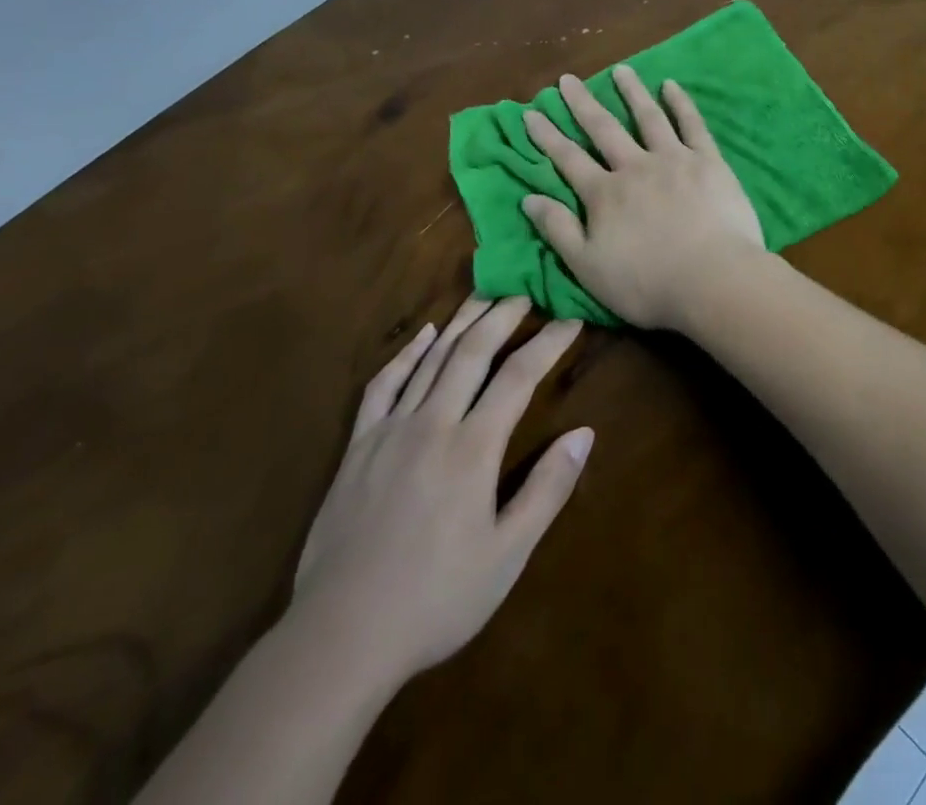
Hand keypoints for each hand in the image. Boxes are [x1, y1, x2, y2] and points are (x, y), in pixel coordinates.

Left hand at [290, 296, 590, 683]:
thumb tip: (584, 434)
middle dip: (503, 315)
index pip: (519, 377)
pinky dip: (406, 353)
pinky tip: (423, 335)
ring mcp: (390, 430)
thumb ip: (547, 490)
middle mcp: (433, 423)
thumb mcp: (507, 556)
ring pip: (431, 358)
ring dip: (461, 322)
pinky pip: (383, 384)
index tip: (571, 319)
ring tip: (484, 294)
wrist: (341, 636)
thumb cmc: (436, 600)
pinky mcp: (358, 445)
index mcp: (473, 448)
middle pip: (473, 351)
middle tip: (526, 290)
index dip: (548, 343)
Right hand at [519, 66, 765, 329]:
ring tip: (621, 70)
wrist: (714, 280)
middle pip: (603, 129)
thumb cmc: (648, 284)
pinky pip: (692, 125)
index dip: (547, 136)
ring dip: (632, 92)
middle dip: (582, 103)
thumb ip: (558, 230)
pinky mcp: (708, 161)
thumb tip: (528, 198)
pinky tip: (672, 85)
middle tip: (567, 79)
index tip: (531, 113)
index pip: (568, 158)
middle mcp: (634, 167)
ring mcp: (673, 159)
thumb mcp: (588, 267)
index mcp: (604, 194)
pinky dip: (681, 103)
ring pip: (648, 117)